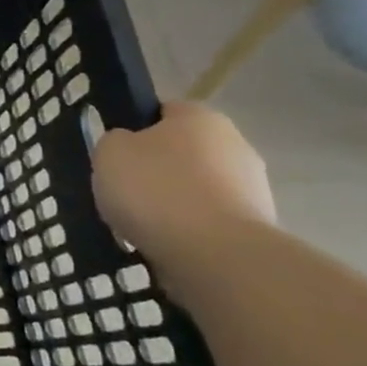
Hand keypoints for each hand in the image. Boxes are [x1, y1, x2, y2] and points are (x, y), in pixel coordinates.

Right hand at [91, 102, 275, 262]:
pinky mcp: (257, 228)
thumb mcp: (109, 153)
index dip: (134, 130)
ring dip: (174, 203)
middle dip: (157, 170)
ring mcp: (253, 188)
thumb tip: (128, 147)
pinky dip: (189, 230)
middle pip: (183, 152)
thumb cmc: (156, 190)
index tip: (115, 155)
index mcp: (200, 116)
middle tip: (124, 192)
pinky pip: (209, 221)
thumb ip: (115, 142)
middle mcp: (235, 144)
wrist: (216, 254)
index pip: (162, 111)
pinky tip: (166, 244)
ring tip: (141, 226)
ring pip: (197, 189)